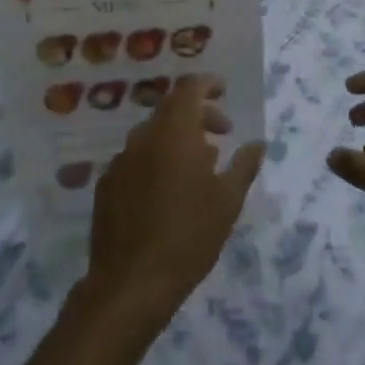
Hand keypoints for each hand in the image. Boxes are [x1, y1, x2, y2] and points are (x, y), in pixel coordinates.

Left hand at [83, 76, 264, 327]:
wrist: (131, 281)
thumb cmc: (189, 235)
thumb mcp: (227, 201)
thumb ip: (244, 165)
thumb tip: (257, 143)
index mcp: (174, 132)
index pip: (188, 88)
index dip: (207, 84)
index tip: (224, 91)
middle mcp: (143, 137)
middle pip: (170, 109)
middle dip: (198, 114)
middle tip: (222, 133)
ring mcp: (120, 160)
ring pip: (152, 135)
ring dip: (177, 139)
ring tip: (200, 165)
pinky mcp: (107, 185)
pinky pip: (136, 159)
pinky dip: (155, 160)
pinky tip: (167, 190)